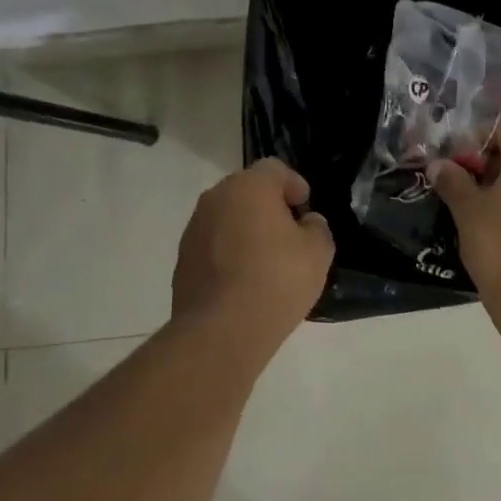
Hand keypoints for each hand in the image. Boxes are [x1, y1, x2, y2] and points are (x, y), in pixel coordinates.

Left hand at [171, 158, 333, 363]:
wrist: (220, 331)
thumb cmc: (276, 281)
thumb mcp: (317, 253)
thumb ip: (317, 228)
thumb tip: (306, 223)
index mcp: (249, 187)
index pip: (274, 169)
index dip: (294, 185)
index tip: (305, 209)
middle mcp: (216, 198)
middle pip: (247, 190)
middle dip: (269, 206)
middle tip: (289, 233)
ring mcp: (194, 228)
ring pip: (227, 217)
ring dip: (246, 228)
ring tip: (266, 260)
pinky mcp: (182, 258)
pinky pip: (213, 244)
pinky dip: (228, 252)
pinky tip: (244, 280)